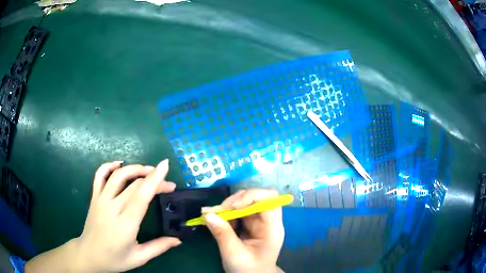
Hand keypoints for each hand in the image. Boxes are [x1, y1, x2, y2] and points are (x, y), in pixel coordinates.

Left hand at [76, 160, 180, 271]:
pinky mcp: (94, 197)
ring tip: (148, 170)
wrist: (89, 254)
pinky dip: (109, 166)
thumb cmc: (114, 259)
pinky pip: (100, 175)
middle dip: (153, 178)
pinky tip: (119, 165)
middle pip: (134, 184)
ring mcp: (101, 200)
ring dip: (134, 168)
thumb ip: (158, 247)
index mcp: (125, 224)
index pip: (141, 196)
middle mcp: (112, 207)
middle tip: (168, 184)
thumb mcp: (139, 258)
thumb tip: (178, 240)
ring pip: (117, 175)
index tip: (166, 166)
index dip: (154, 179)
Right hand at [202, 189, 283, 272]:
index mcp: (272, 228)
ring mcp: (258, 222)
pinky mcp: (249, 224)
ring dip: (227, 206)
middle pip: (255, 198)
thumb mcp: (234, 255)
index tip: (233, 206)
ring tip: (210, 213)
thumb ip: (223, 234)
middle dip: (234, 201)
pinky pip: (237, 212)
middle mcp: (267, 221)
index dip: (252, 196)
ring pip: (244, 203)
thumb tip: (208, 214)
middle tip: (216, 211)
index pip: (269, 199)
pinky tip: (213, 217)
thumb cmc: (249, 270)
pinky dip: (225, 212)